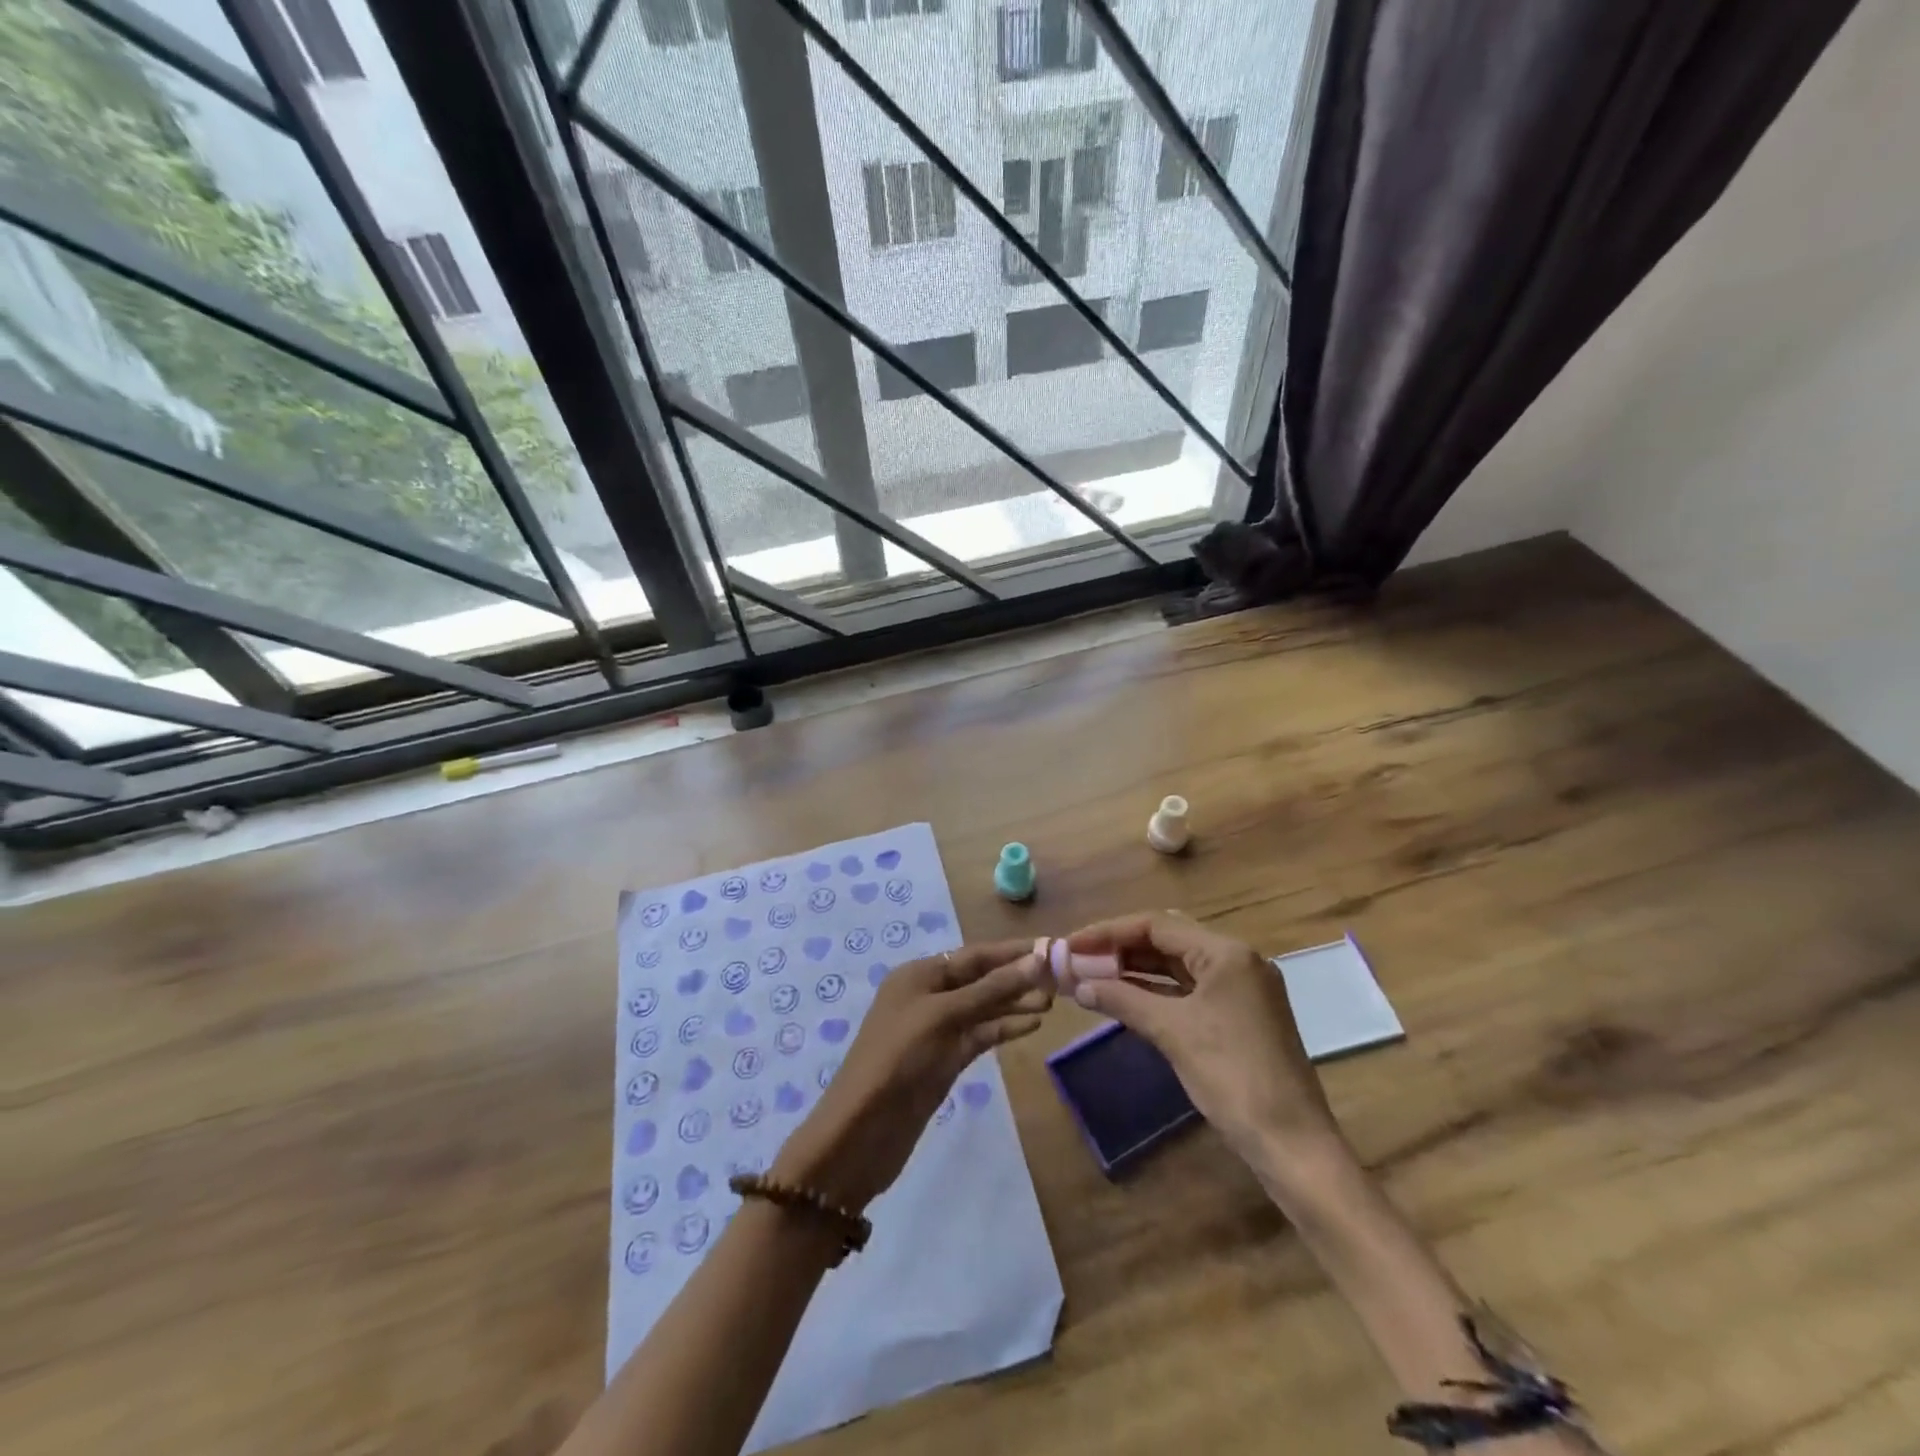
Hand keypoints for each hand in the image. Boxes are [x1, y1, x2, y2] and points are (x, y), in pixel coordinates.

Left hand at [772, 940, 1050, 1212]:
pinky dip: (1004, 1028)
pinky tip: (1033, 1025)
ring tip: (1054, 1000)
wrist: (862, 1131)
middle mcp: (928, 995)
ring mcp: (938, 1029)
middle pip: (981, 978)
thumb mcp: (944, 1016)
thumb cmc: (899, 1058)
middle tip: (1061, 976)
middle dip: (1017, 976)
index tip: (1052, 946)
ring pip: (984, 1007)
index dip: (1012, 951)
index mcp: (919, 974)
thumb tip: (1037, 960)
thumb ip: (991, 989)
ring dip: (1015, 1002)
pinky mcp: (946, 1059)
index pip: (974, 955)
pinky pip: (980, 1034)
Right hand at [1064, 913, 1341, 1167]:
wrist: (1292, 1144)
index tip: (1071, 945)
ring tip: (1092, 976)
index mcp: (1227, 953)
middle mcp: (1236, 960)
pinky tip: (1123, 997)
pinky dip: (1155, 991)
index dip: (1108, 932)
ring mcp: (1240, 988)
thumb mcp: (1173, 1033)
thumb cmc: (1233, 1077)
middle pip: (1167, 939)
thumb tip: (1079, 985)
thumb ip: (1123, 1000)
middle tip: (1079, 959)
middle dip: (1120, 947)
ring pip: (1177, 965)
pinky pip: (1188, 989)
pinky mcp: (1239, 1014)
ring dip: (1135, 969)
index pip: (1156, 925)